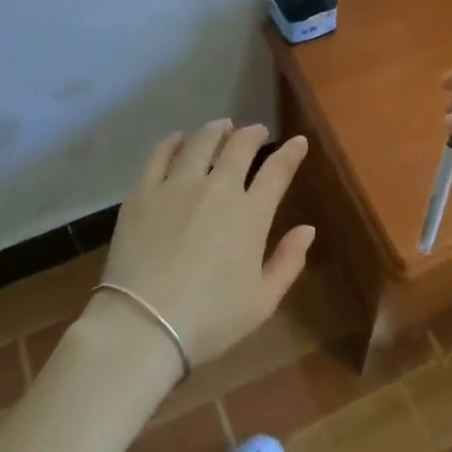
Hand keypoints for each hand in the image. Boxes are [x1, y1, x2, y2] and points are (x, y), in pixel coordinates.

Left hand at [96, 121, 314, 370]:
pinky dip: (172, 142)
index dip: (291, 152)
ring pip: (201, 142)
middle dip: (253, 134)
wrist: (143, 326)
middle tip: (257, 131)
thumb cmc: (209, 320)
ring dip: (216, 130)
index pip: (277, 170)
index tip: (298, 142)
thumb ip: (288, 262)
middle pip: (239, 146)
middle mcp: (218, 189)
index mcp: (251, 214)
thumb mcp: (262, 302)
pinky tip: (178, 139)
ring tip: (222, 126)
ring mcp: (177, 186)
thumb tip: (307, 229)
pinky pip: (160, 155)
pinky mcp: (143, 192)